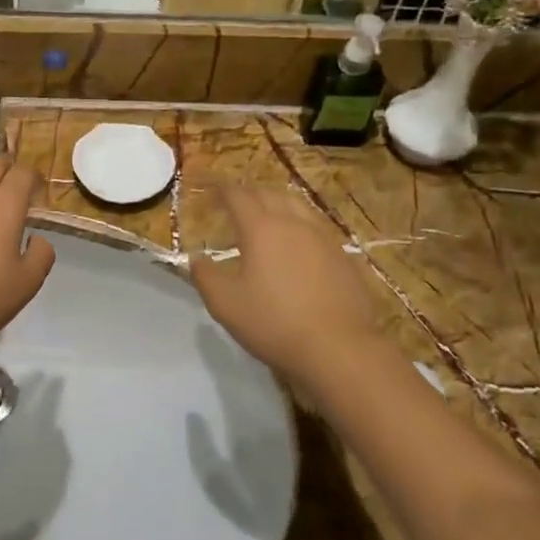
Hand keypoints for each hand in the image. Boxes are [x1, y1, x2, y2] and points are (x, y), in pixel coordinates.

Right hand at [190, 188, 382, 389]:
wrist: (339, 348)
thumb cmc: (274, 323)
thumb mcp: (225, 304)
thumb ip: (205, 277)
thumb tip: (196, 259)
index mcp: (261, 228)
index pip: (238, 197)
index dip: (223, 191)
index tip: (213, 191)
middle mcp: (293, 223)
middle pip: (269, 194)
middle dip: (249, 193)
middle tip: (236, 202)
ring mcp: (323, 237)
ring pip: (298, 205)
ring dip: (277, 203)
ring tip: (268, 214)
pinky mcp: (343, 255)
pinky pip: (317, 225)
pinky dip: (300, 222)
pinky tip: (299, 241)